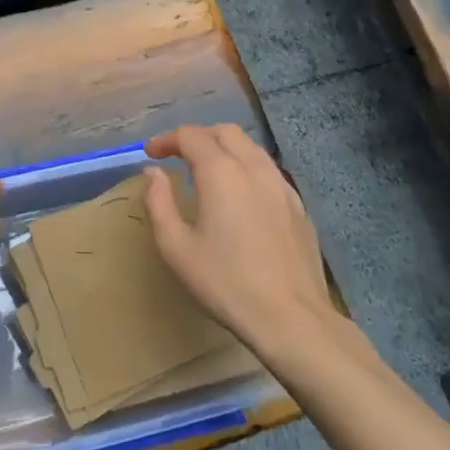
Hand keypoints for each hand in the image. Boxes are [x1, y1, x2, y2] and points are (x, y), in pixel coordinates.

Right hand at [143, 125, 335, 351]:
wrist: (291, 317)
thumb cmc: (225, 282)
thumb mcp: (176, 247)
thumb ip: (159, 202)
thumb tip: (153, 172)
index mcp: (221, 172)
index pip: (190, 136)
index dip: (166, 140)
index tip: (151, 154)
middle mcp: (253, 168)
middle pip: (224, 132)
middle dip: (197, 137)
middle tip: (178, 156)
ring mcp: (281, 185)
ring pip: (251, 148)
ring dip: (224, 149)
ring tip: (207, 172)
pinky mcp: (298, 205)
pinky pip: (268, 170)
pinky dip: (246, 168)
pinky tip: (240, 195)